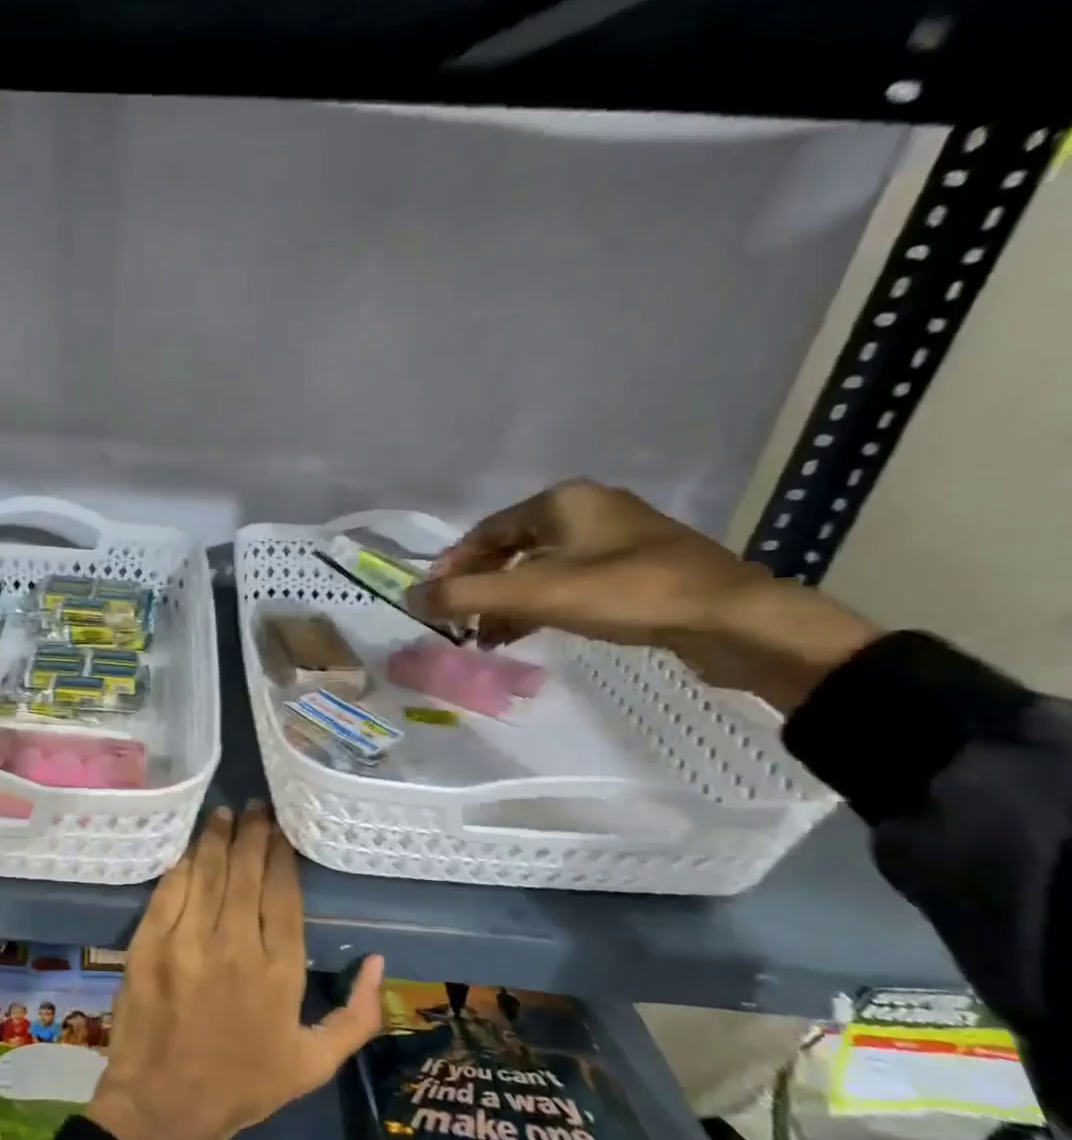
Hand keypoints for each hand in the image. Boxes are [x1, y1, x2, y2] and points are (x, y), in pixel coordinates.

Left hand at [85, 804, 384, 1139]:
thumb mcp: (315, 1063)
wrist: (166, 1105)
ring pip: (207, 872)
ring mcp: (187, 940)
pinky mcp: (149, 942)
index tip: (282, 829)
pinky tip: (190, 849)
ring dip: (217, 838)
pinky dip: (182, 865)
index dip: (282, 854)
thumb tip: (377, 961)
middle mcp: (235, 944)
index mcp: (279, 970)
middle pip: (246, 872)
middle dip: (252, 833)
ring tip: (225, 814)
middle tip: (256, 806)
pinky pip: (169, 890)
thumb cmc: (244, 1084)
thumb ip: (357, 1015)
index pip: (283, 892)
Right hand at [406, 480, 879, 710]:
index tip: (431, 600)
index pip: (485, 532)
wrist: (731, 619)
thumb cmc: (626, 593)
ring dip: (505, 602)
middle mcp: (586, 511)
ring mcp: (614, 540)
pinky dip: (538, 607)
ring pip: (538, 569)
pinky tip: (524, 634)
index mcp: (561, 502)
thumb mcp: (534, 594)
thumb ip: (465, 595)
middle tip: (456, 623)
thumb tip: (408, 597)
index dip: (452, 566)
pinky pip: (566, 583)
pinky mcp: (634, 570)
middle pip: (509, 550)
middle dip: (479, 589)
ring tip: (484, 638)